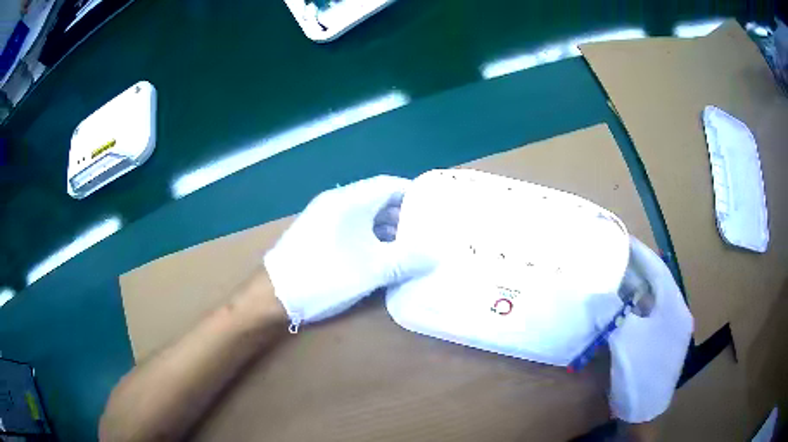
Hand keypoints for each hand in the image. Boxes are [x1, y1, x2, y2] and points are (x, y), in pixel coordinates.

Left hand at [264, 176, 432, 328]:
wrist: (274, 294)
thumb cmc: (326, 275)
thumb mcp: (373, 270)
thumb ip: (407, 260)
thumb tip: (436, 255)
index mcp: (350, 200)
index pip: (389, 184)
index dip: (413, 193)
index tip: (433, 207)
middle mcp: (336, 201)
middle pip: (377, 199)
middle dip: (402, 214)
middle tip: (425, 230)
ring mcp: (323, 216)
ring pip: (363, 214)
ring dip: (385, 228)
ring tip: (407, 245)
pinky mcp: (316, 233)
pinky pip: (350, 226)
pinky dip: (368, 236)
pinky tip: (379, 254)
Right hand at [608, 238, 692, 422]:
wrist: (643, 412)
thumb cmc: (640, 372)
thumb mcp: (624, 339)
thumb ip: (611, 310)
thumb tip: (596, 292)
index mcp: (674, 308)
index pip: (658, 271)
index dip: (640, 253)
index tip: (622, 238)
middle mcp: (675, 315)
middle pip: (655, 285)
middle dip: (635, 270)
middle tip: (612, 256)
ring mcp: (667, 331)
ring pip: (649, 302)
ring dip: (632, 291)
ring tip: (611, 278)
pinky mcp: (658, 344)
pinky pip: (645, 318)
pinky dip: (631, 311)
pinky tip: (616, 309)